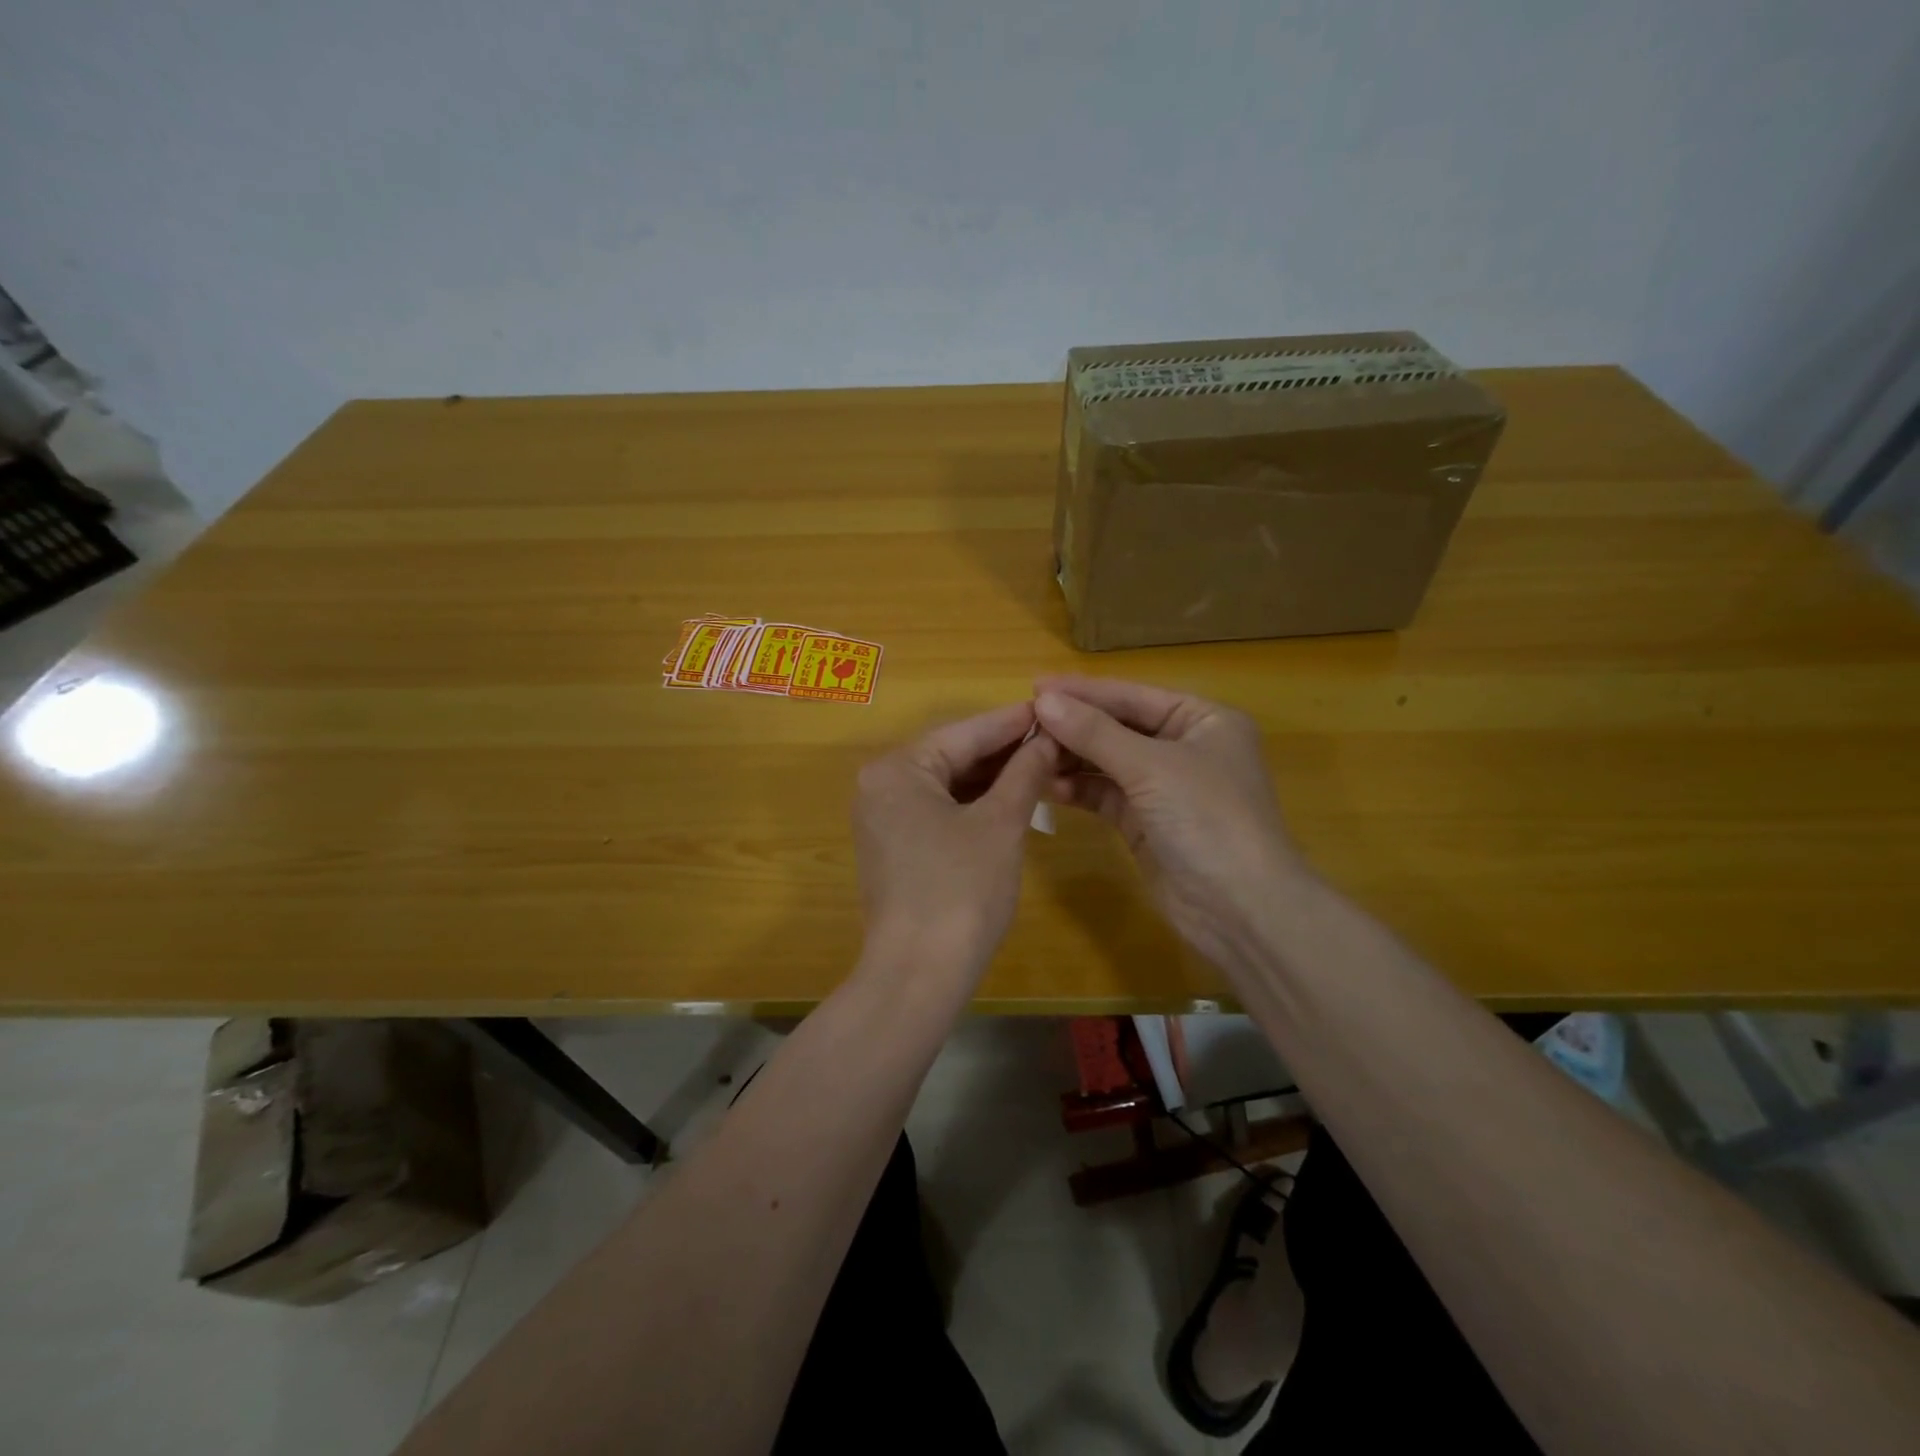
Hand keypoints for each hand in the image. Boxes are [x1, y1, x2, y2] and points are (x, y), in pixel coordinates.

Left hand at [853, 703, 1056, 978]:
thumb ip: (1024, 773)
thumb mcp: (1000, 824)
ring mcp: (884, 818)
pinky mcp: (895, 847)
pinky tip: (1012, 797)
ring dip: (992, 778)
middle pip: (953, 755)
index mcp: (898, 769)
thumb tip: (1047, 739)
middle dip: (1004, 751)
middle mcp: (881, 785)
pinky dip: (974, 804)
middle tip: (1055, 737)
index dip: (1013, 722)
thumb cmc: (961, 891)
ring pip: (948, 784)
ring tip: (1042, 763)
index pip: (965, 732)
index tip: (1052, 707)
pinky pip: (939, 810)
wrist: (918, 975)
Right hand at [1033, 676, 1305, 979]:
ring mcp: (1164, 787)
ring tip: (1028, 754)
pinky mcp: (1145, 822)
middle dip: (1074, 726)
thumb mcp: (1151, 767)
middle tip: (1024, 722)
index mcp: (1203, 720)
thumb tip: (1044, 700)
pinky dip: (1078, 788)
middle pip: (1118, 727)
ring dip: (1071, 757)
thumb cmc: (1208, 819)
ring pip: (1108, 762)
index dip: (1084, 692)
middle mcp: (1184, 747)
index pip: (1133, 696)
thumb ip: (1095, 733)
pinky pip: (1104, 794)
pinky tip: (1047, 785)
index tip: (1034, 686)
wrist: (1240, 909)